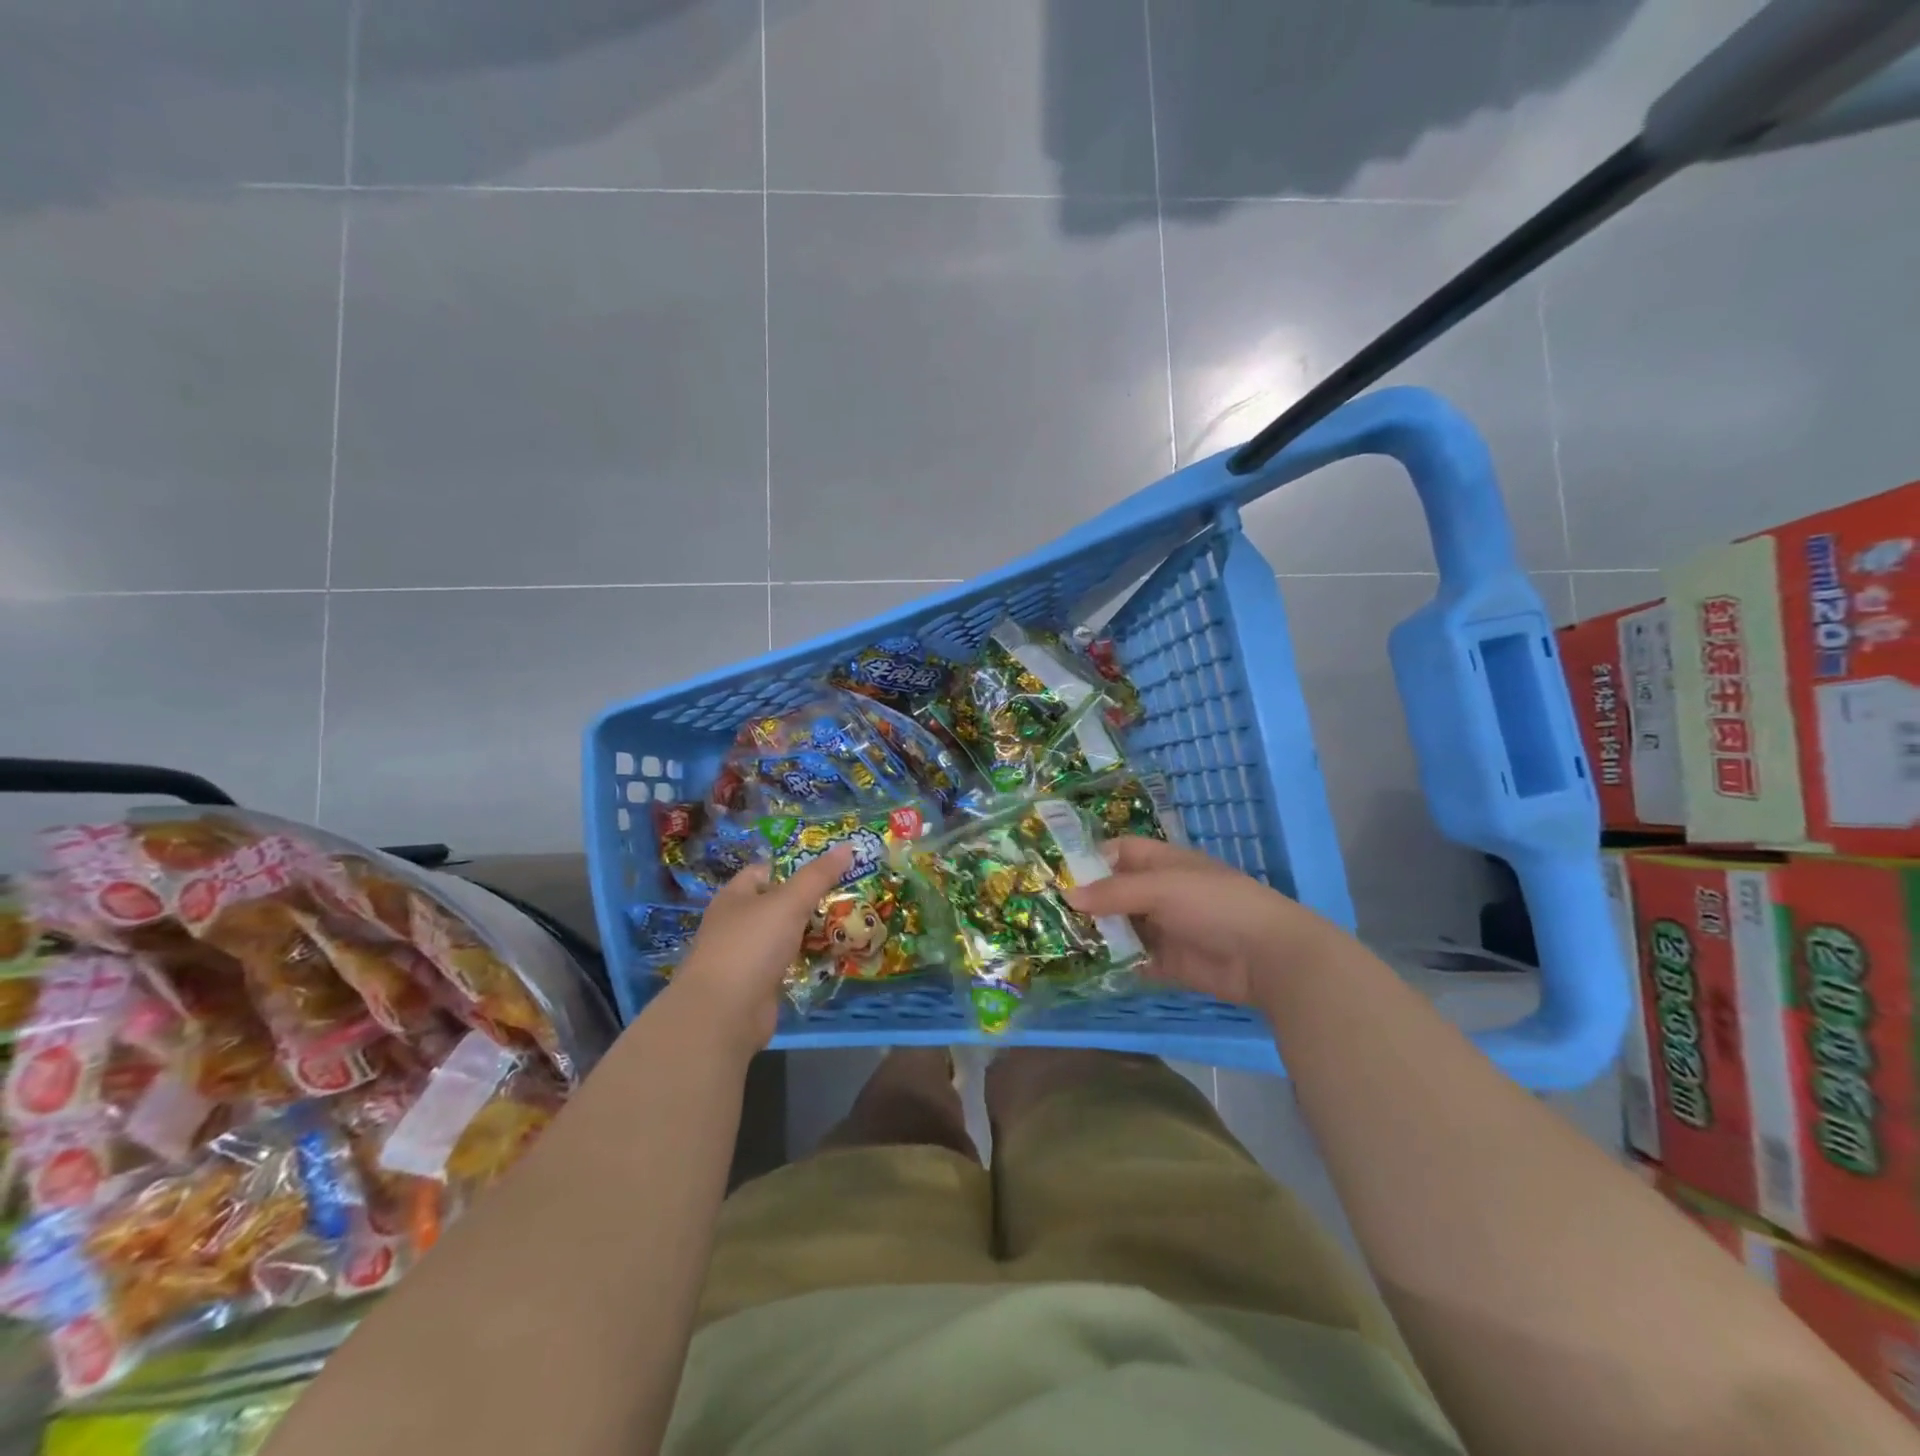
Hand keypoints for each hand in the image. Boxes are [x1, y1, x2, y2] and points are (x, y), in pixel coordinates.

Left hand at [663, 844, 853, 1055]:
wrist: (723, 1014)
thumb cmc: (751, 945)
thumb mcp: (788, 902)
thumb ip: (818, 876)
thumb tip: (848, 846)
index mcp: (735, 897)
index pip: (767, 870)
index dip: (796, 865)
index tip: (831, 866)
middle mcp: (738, 923)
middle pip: (780, 904)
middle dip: (812, 900)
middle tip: (851, 894)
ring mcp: (748, 956)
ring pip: (787, 935)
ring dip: (814, 931)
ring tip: (853, 922)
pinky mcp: (760, 985)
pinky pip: (791, 964)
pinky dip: (810, 960)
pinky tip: (837, 956)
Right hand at [1065, 837, 1337, 1007]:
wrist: (1268, 957)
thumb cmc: (1215, 905)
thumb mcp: (1162, 888)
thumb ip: (1114, 893)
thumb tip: (1067, 895)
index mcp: (1163, 863)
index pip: (1120, 852)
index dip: (1089, 858)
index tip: (1053, 872)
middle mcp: (1161, 893)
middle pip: (1115, 892)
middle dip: (1084, 900)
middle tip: (1042, 911)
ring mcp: (1165, 929)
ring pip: (1121, 928)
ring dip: (1095, 933)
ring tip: (1053, 940)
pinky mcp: (1168, 963)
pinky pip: (1133, 960)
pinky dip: (1112, 963)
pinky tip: (1082, 967)